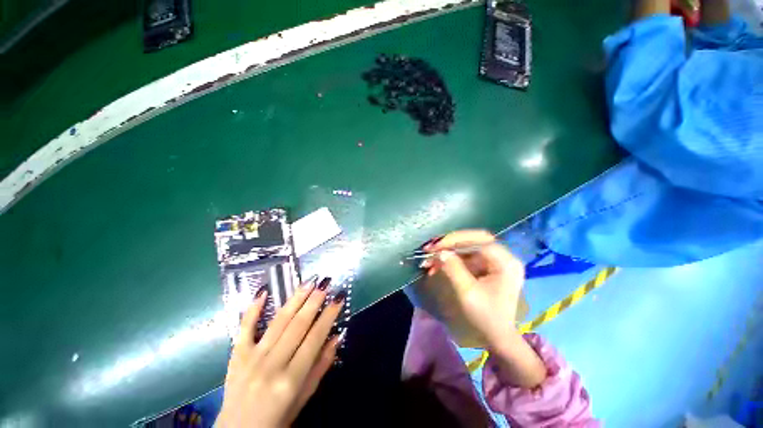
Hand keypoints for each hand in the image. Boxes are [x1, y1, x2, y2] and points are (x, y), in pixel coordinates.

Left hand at [216, 277, 345, 427]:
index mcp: (291, 379)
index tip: (339, 298)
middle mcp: (272, 365)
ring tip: (309, 282)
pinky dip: (253, 309)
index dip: (328, 316)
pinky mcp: (237, 355)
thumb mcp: (304, 398)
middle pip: (298, 326)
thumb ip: (321, 366)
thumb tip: (337, 337)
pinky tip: (263, 291)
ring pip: (278, 322)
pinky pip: (244, 328)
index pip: (315, 339)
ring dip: (295, 299)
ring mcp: (252, 358)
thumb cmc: (277, 419)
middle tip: (325, 283)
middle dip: (314, 302)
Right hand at [420, 230, 545, 387]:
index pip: (480, 240)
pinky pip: (466, 256)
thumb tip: (440, 252)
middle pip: (474, 239)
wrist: (497, 336)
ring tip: (430, 259)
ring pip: (467, 247)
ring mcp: (495, 261)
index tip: (436, 247)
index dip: (456, 240)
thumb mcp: (468, 293)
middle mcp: (503, 257)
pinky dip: (451, 259)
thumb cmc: (486, 317)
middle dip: (451, 242)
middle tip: (431, 248)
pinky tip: (438, 265)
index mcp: (506, 263)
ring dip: (448, 251)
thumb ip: (453, 269)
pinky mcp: (486, 266)